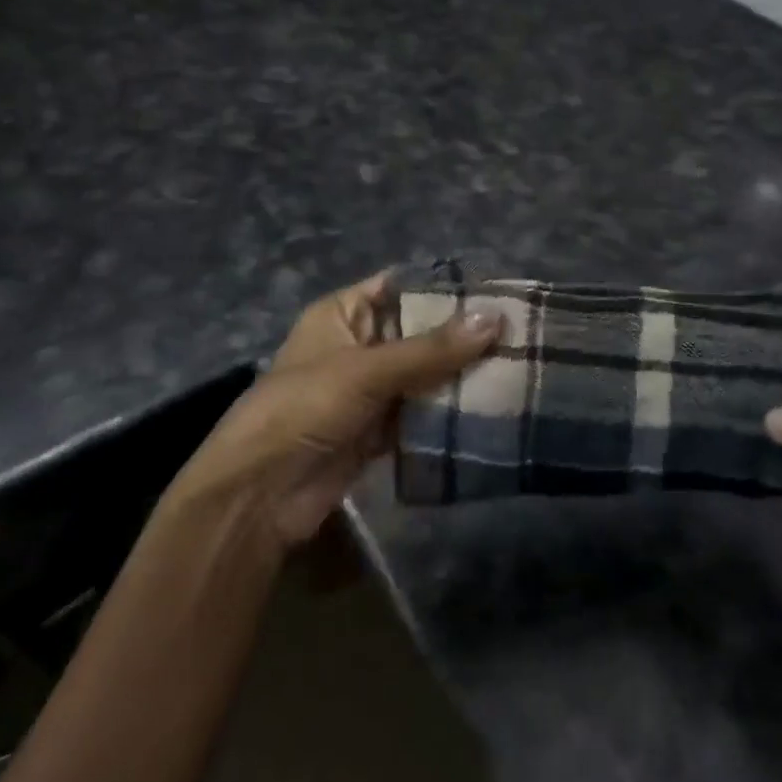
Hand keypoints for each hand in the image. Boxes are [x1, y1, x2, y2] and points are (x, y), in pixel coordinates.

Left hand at [172, 272, 501, 549]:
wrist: (260, 494)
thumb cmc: (304, 408)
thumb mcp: (366, 370)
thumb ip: (431, 349)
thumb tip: (495, 319)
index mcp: (343, 314)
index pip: (401, 287)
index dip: (444, 288)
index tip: (497, 292)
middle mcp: (358, 345)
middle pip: (417, 333)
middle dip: (461, 336)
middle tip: (520, 334)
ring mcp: (369, 390)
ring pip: (423, 375)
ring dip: (460, 376)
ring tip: (518, 367)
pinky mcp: (378, 431)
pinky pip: (420, 414)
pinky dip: (447, 414)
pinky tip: (491, 408)